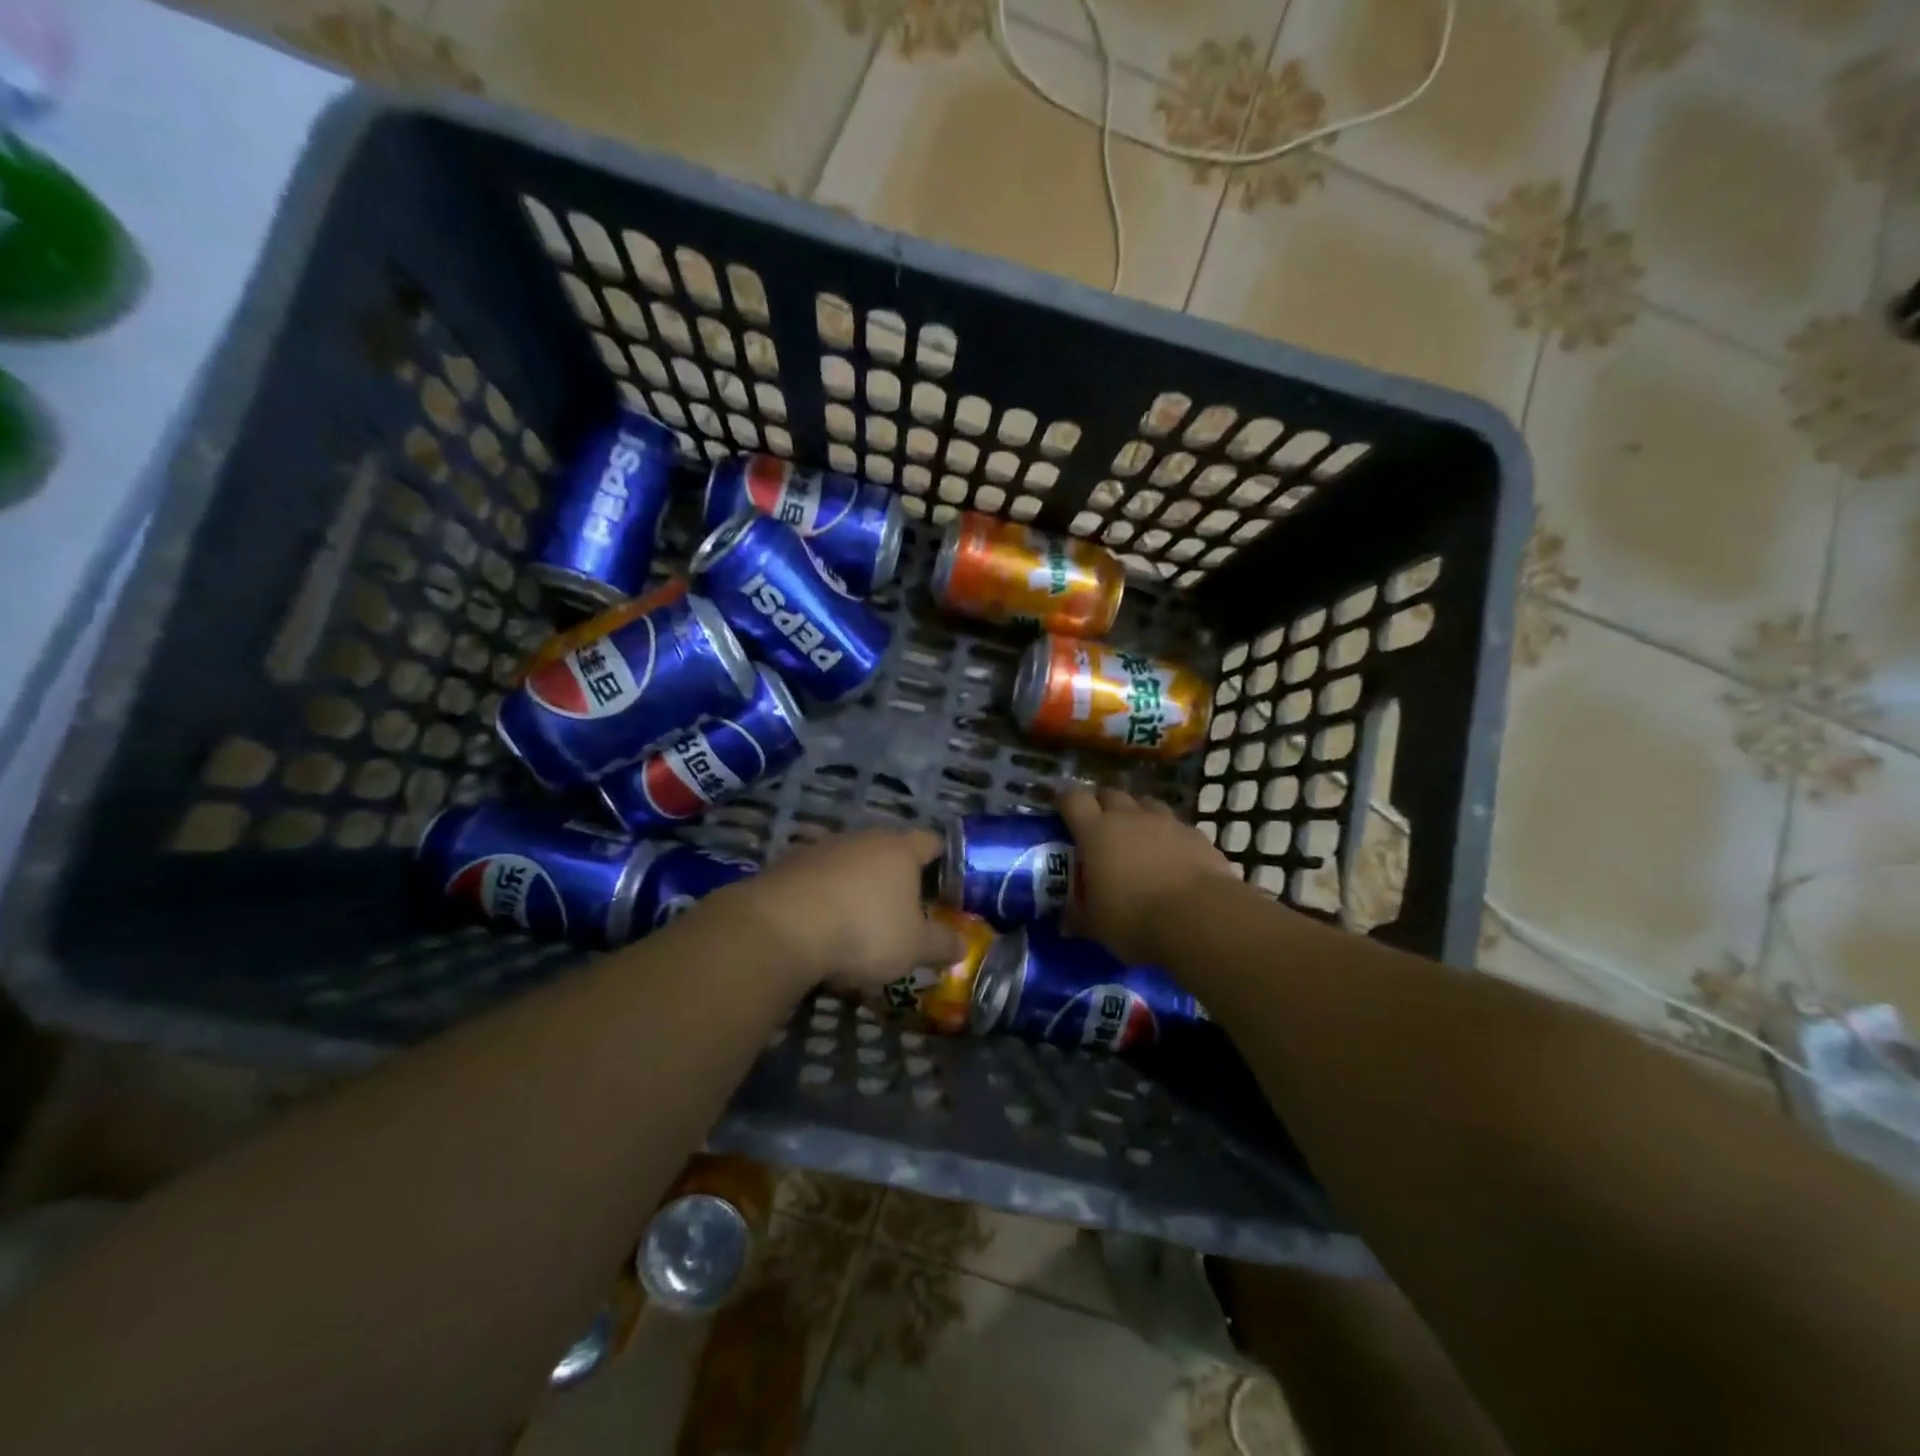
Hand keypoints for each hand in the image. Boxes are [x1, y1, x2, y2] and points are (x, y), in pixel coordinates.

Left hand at [734, 828, 965, 991]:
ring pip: (847, 860)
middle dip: (894, 873)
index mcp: (900, 850)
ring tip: (855, 916)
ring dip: (853, 881)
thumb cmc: (863, 931)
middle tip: (901, 906)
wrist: (782, 927)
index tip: (943, 881)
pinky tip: (817, 921)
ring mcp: (821, 848)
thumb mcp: (913, 948)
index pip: (930, 841)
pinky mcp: (786, 864)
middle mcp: (862, 838)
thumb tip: (962, 945)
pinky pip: (814, 876)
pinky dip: (820, 893)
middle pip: (886, 848)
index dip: (940, 859)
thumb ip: (941, 944)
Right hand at [1058, 786, 1240, 964]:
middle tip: (1098, 821)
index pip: (1073, 800)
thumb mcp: (1097, 925)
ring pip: (1145, 803)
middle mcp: (1129, 817)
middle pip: (1110, 793)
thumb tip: (1066, 923)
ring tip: (1135, 833)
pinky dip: (1168, 834)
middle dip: (1101, 802)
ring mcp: (1166, 822)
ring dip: (1136, 812)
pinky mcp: (1196, 835)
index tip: (1059, 805)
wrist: (1200, 918)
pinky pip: (1176, 825)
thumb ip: (1080, 917)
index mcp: (1096, 832)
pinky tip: (1171, 854)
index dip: (1064, 799)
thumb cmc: (1135, 919)